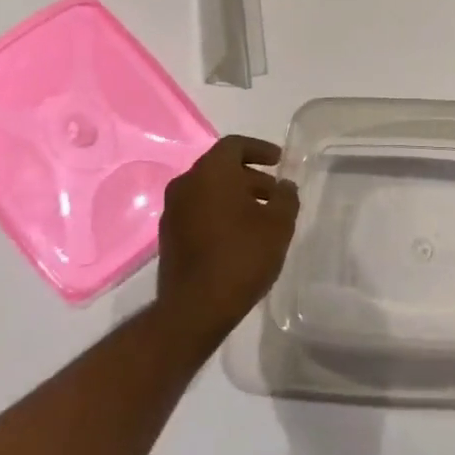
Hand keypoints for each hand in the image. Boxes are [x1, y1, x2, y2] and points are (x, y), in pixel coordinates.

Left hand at [155, 135, 298, 352]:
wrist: (194, 310)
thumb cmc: (241, 256)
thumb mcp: (279, 224)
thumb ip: (286, 197)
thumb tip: (284, 186)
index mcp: (211, 172)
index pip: (234, 145)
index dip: (259, 149)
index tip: (279, 161)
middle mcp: (186, 184)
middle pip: (220, 168)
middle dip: (249, 176)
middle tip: (273, 192)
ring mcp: (172, 212)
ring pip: (208, 191)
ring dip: (234, 196)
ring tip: (260, 216)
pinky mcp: (168, 237)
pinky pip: (198, 211)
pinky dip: (219, 213)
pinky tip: (239, 235)